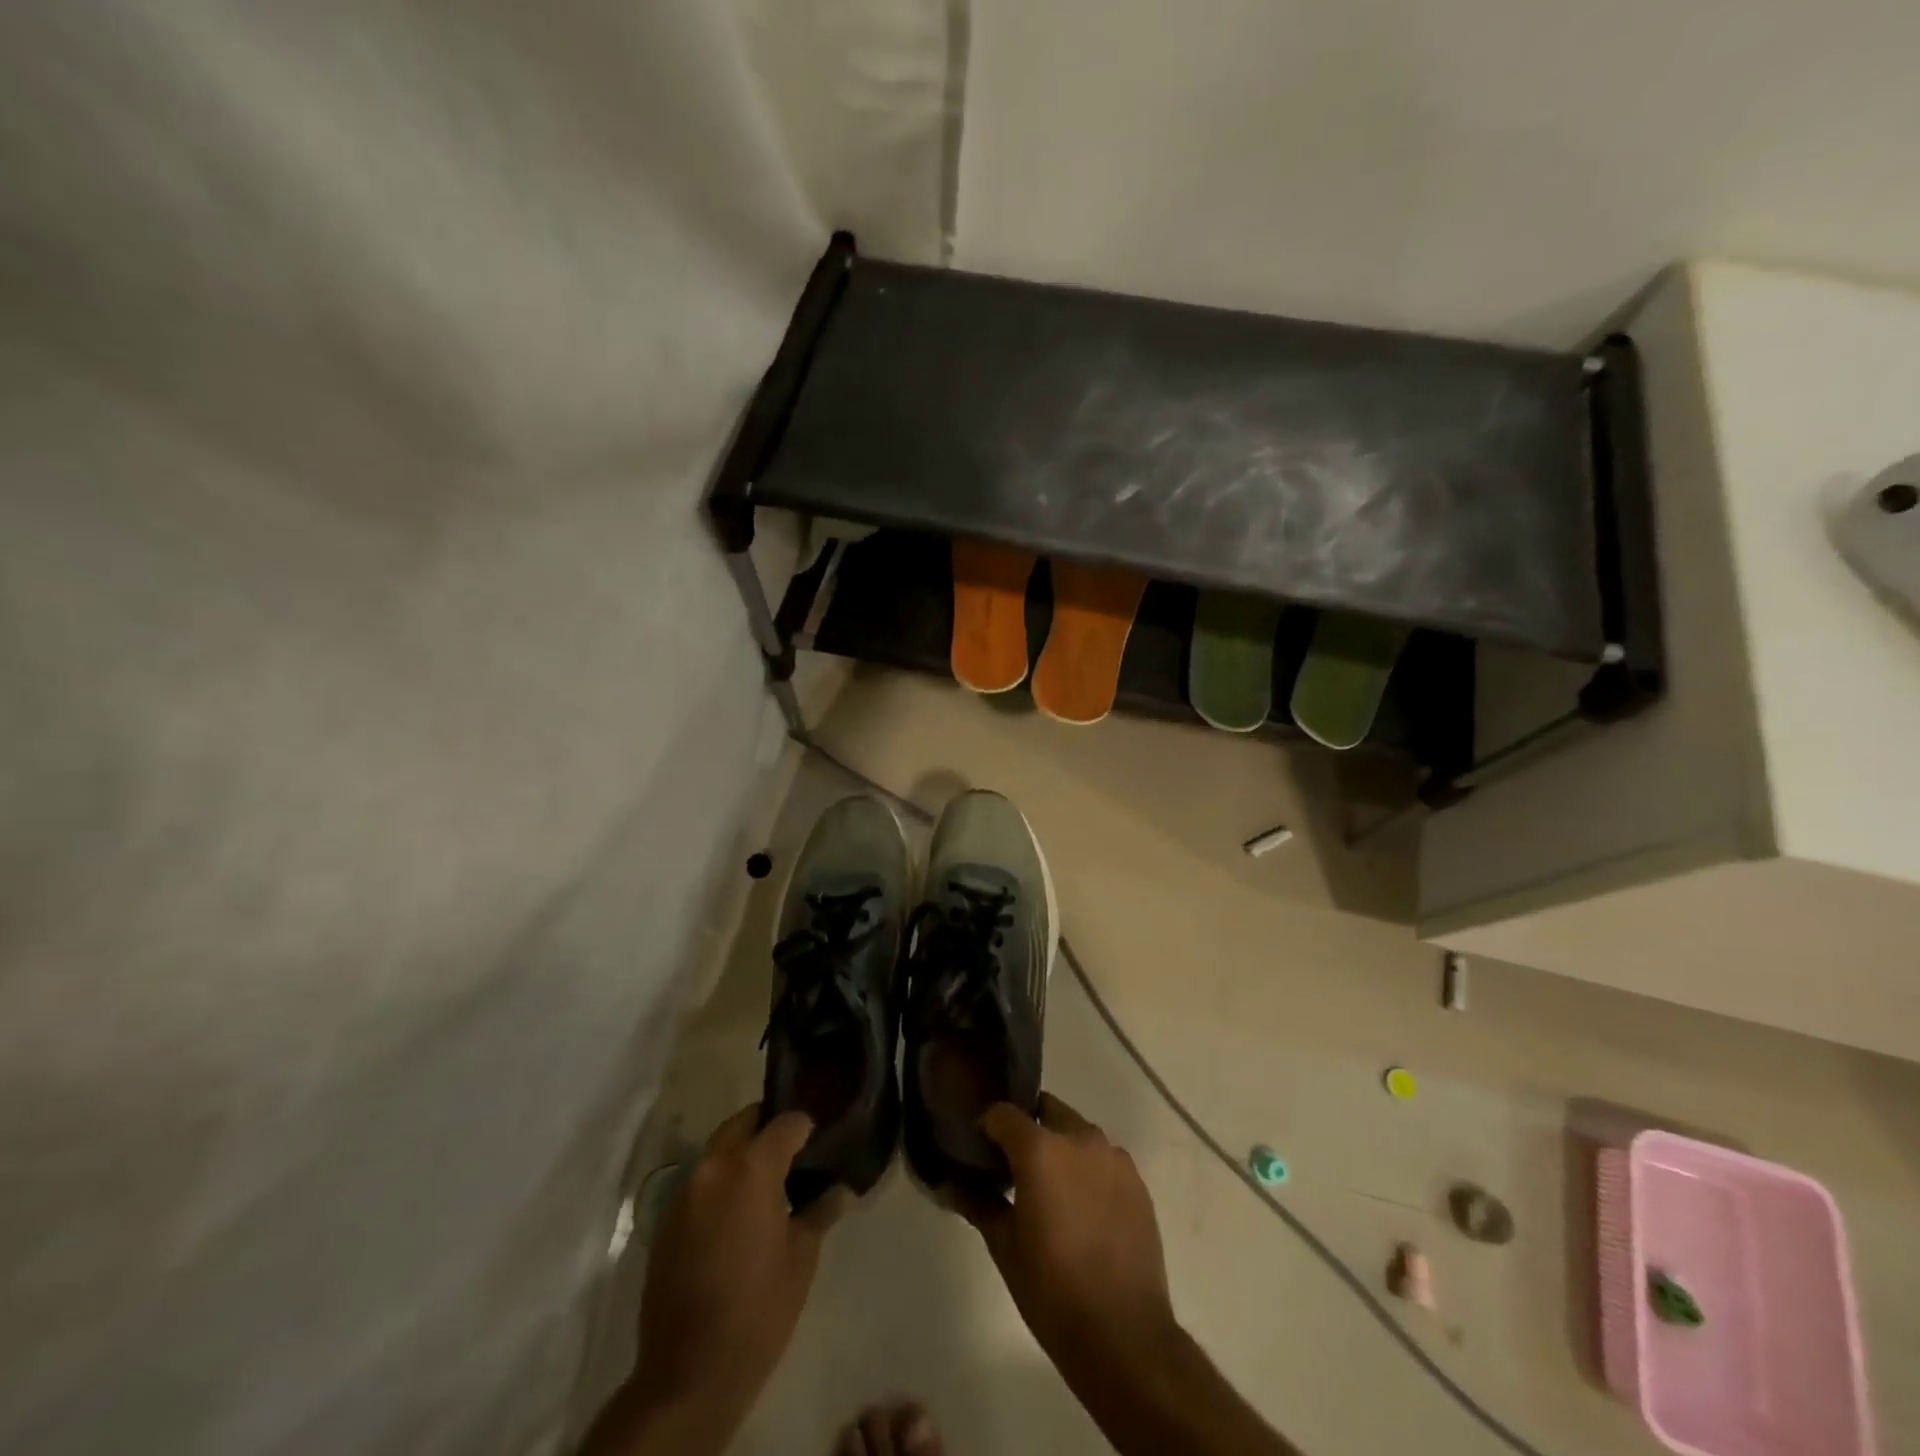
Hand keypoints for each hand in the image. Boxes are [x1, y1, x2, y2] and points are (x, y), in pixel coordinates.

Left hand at [616, 1105, 848, 1452]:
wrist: (688, 1375)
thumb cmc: (758, 1310)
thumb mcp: (802, 1258)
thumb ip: (820, 1211)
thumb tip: (839, 1189)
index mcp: (751, 1168)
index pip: (786, 1123)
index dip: (807, 1127)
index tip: (821, 1141)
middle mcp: (713, 1168)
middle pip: (743, 1123)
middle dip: (768, 1127)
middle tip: (793, 1151)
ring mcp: (684, 1193)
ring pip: (718, 1151)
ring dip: (741, 1155)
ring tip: (767, 1183)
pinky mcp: (665, 1222)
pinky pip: (699, 1183)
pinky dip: (720, 1184)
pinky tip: (736, 1216)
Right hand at [955, 1093, 1177, 1372]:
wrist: (1124, 1334)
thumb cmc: (1052, 1289)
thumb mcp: (1004, 1246)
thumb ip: (977, 1203)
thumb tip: (946, 1184)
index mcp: (1041, 1149)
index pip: (1003, 1113)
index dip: (987, 1126)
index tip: (980, 1150)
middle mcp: (1079, 1138)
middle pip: (1045, 1111)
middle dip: (1027, 1130)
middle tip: (1014, 1167)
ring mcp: (1113, 1157)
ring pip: (1077, 1133)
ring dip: (1059, 1147)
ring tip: (1050, 1189)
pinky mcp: (1137, 1181)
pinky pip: (1103, 1158)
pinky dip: (1087, 1169)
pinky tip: (1082, 1208)